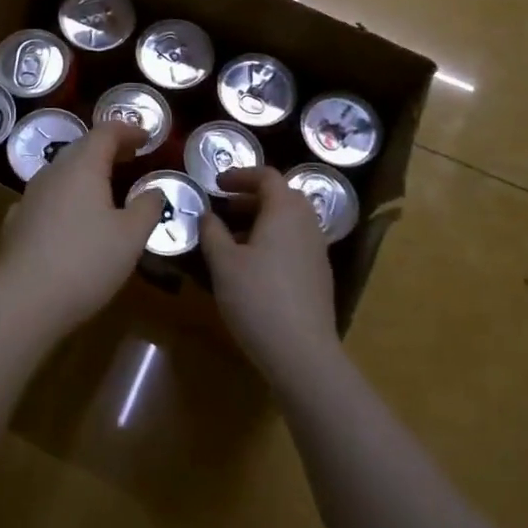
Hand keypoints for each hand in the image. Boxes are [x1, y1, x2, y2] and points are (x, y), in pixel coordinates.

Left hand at [0, 121, 164, 331]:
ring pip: (62, 173)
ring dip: (86, 173)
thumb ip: (147, 207)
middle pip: (81, 148)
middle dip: (108, 149)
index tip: (147, 137)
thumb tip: (154, 191)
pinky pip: (47, 198)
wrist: (24, 300)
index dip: (128, 130)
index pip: (105, 132)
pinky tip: (71, 216)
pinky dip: (66, 197)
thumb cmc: (87, 261)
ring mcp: (30, 196)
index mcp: (82, 166)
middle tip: (131, 158)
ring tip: (106, 188)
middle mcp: (53, 172)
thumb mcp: (131, 236)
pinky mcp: (17, 222)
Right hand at [201, 167, 344, 391]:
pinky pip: (295, 241)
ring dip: (263, 219)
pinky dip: (274, 239)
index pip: (267, 176)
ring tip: (234, 237)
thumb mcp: (223, 263)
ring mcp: (318, 250)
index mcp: (285, 211)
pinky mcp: (319, 274)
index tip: (217, 184)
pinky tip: (254, 265)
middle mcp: (307, 223)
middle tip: (225, 207)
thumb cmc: (258, 299)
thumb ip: (212, 232)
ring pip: (290, 221)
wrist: (302, 352)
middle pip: (282, 196)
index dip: (240, 175)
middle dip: (252, 196)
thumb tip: (207, 214)